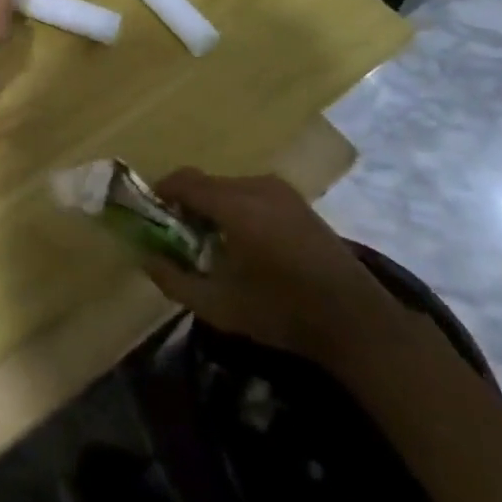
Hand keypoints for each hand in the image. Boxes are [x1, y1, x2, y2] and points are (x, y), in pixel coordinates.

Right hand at [143, 168, 403, 363]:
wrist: (355, 320)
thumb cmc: (282, 312)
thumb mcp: (220, 306)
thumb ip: (176, 281)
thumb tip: (146, 259)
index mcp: (235, 205)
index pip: (184, 181)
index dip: (162, 192)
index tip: (151, 214)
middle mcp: (255, 186)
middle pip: (207, 183)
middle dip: (188, 204)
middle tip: (180, 237)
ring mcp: (280, 190)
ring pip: (229, 187)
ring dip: (214, 207)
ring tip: (214, 244)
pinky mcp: (297, 200)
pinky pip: (252, 193)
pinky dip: (237, 208)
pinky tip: (246, 244)